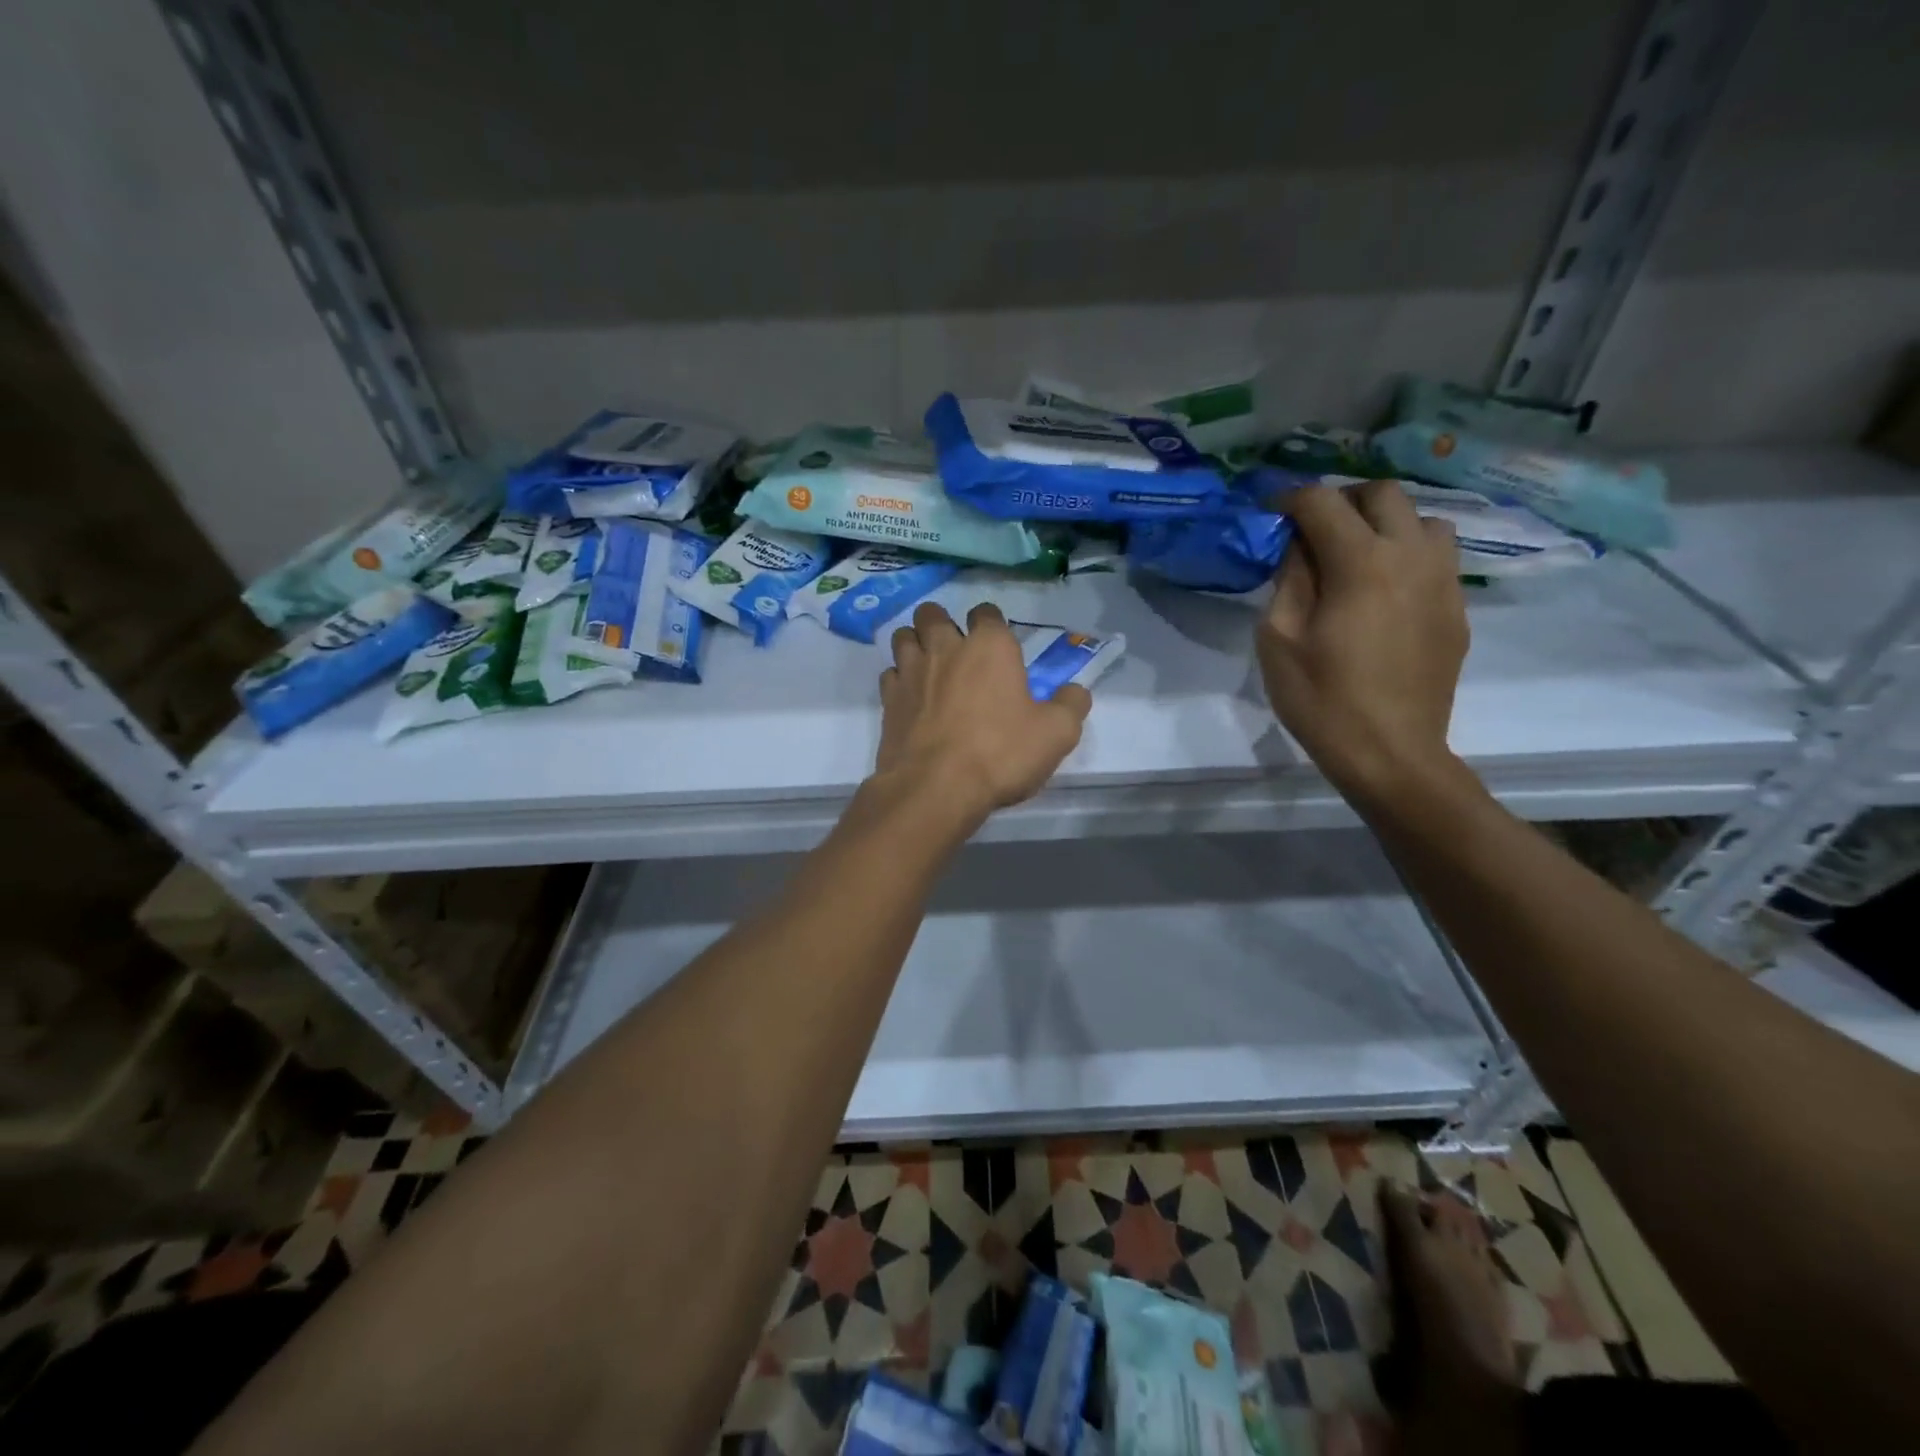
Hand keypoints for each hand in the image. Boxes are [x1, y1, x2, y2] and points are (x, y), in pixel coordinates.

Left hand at [874, 602, 1090, 820]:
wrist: (936, 788)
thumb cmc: (1001, 753)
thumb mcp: (1057, 733)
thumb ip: (1071, 705)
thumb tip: (1075, 692)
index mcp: (989, 646)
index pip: (986, 612)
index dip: (992, 624)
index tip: (999, 645)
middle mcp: (945, 648)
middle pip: (932, 614)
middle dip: (942, 623)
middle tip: (955, 649)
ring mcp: (911, 672)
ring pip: (903, 636)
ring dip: (915, 644)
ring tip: (928, 666)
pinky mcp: (888, 700)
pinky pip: (890, 674)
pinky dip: (899, 679)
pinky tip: (911, 698)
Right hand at [1257, 481, 1469, 806]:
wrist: (1390, 752)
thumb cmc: (1321, 699)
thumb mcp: (1278, 639)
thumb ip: (1289, 580)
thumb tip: (1299, 548)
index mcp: (1360, 562)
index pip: (1323, 502)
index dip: (1288, 500)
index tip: (1268, 514)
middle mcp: (1411, 556)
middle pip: (1382, 494)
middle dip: (1342, 501)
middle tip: (1313, 530)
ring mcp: (1443, 581)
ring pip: (1423, 519)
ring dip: (1385, 524)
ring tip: (1358, 556)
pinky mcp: (1457, 608)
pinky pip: (1438, 558)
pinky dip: (1408, 556)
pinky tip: (1384, 592)